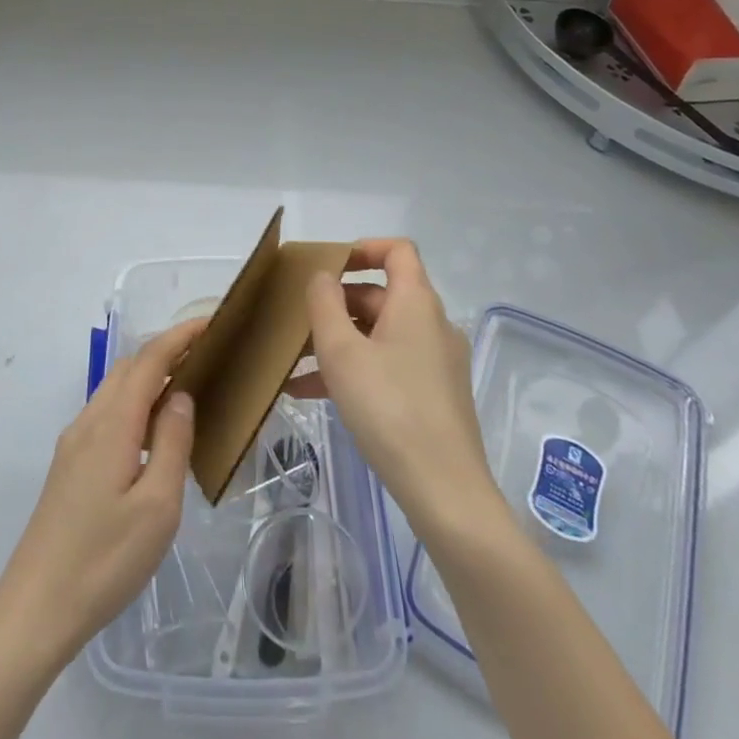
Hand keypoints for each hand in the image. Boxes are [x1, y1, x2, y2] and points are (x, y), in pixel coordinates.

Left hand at [0, 317, 203, 672]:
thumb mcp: (157, 507)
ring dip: (148, 377)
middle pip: (128, 367)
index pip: (149, 361)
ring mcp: (73, 444)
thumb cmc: (104, 561)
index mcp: (112, 425)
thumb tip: (181, 396)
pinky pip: (106, 414)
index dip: (179, 336)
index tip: (211, 322)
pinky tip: (152, 432)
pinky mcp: (68, 466)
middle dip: (165, 351)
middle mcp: (88, 423)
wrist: (35, 610)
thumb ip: (172, 443)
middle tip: (206, 356)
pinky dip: (134, 403)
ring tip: (186, 388)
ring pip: (114, 390)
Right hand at [288, 240, 495, 535]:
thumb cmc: (389, 408)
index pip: (397, 251)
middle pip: (381, 295)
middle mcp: (432, 324)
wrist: (444, 490)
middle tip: (298, 322)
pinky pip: (388, 366)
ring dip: (338, 341)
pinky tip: (313, 394)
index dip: (363, 248)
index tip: (328, 265)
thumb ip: (324, 305)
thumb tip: (323, 276)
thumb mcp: (342, 352)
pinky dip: (354, 369)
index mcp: (416, 303)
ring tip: (294, 363)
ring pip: (380, 335)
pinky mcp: (434, 395)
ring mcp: (435, 362)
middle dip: (336, 304)